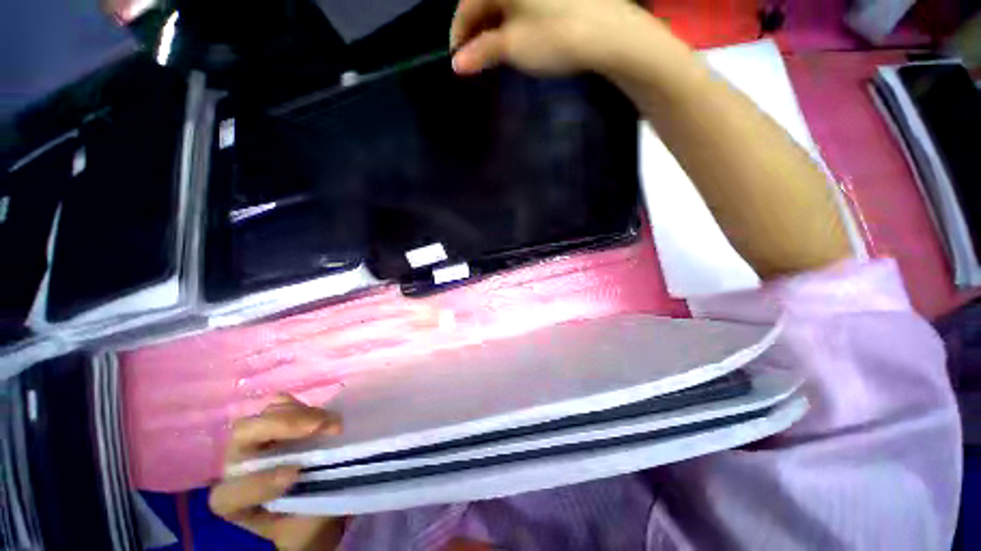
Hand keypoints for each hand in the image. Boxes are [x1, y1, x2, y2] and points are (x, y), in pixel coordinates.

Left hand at [209, 395, 344, 550]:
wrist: (307, 506)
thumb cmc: (305, 518)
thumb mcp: (306, 525)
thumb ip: (308, 505)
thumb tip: (328, 477)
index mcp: (235, 502)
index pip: (231, 493)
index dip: (258, 483)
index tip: (295, 474)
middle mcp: (238, 466)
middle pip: (244, 435)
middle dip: (281, 427)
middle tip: (319, 427)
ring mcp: (255, 440)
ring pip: (265, 414)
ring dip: (300, 414)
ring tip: (329, 422)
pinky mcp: (275, 422)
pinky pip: (281, 403)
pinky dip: (300, 405)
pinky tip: (319, 416)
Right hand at [450, 0, 651, 75]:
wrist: (606, 33)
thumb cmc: (552, 37)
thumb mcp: (512, 47)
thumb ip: (481, 53)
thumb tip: (457, 65)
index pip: (466, 5)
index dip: (458, 35)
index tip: (457, 62)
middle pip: (484, 1)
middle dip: (476, 31)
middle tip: (475, 60)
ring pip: (504, 3)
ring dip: (493, 27)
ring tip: (493, 53)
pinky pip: (521, 3)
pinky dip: (512, 20)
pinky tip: (514, 37)